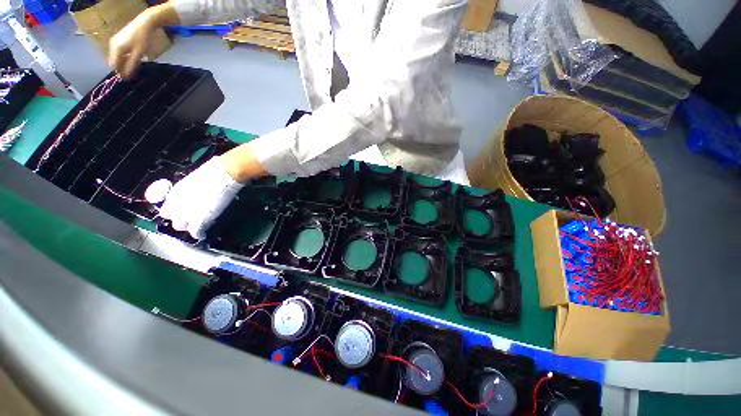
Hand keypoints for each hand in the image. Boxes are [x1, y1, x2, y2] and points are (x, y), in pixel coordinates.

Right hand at [108, 4, 178, 77]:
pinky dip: (125, 58)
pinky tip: (132, 59)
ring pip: (117, 58)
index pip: (114, 65)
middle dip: (122, 68)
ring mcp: (114, 42)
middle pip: (114, 62)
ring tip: (133, 67)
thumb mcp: (138, 54)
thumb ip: (131, 65)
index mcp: (116, 49)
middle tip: (132, 73)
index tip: (128, 79)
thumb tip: (125, 77)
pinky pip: (119, 53)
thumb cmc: (142, 39)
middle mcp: (112, 45)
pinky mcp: (118, 40)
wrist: (144, 23)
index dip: (120, 73)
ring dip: (124, 63)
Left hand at [159, 156, 243, 239]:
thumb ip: (189, 191)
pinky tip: (202, 234)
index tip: (183, 212)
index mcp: (174, 194)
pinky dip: (199, 234)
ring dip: (189, 227)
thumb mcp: (194, 180)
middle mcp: (176, 205)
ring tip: (198, 225)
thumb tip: (194, 194)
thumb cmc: (212, 171)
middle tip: (192, 220)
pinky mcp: (200, 219)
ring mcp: (187, 213)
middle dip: (181, 221)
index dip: (175, 213)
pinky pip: (196, 232)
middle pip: (173, 221)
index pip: (166, 211)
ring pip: (182, 228)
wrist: (224, 174)